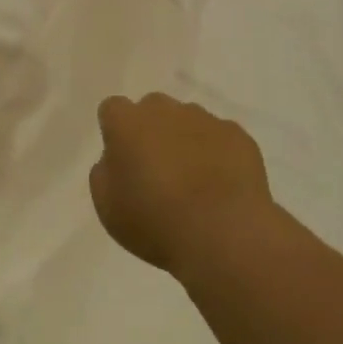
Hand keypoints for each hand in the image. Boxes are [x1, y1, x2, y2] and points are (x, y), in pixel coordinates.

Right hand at [90, 93, 272, 273]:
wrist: (224, 234)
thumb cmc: (155, 221)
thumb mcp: (107, 206)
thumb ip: (105, 173)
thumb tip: (116, 159)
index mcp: (127, 122)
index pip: (113, 109)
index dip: (116, 133)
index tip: (124, 161)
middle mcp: (164, 109)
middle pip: (152, 109)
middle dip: (152, 131)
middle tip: (157, 171)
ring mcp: (204, 118)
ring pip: (188, 121)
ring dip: (186, 141)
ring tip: (195, 184)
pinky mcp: (237, 135)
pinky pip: (220, 138)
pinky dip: (218, 155)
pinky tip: (221, 188)